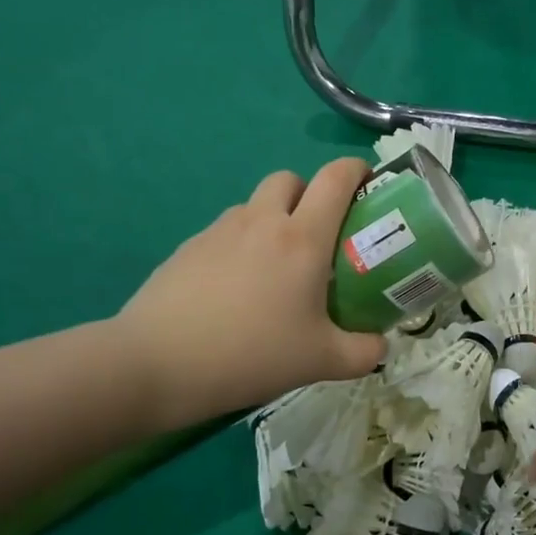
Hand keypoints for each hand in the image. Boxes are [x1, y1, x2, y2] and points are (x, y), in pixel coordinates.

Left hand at [115, 159, 385, 431]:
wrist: (154, 365)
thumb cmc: (250, 354)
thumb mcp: (320, 361)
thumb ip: (362, 352)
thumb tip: (381, 347)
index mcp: (302, 238)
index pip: (336, 178)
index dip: (356, 169)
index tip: (368, 183)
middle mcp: (262, 222)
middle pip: (290, 179)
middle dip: (310, 193)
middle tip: (318, 233)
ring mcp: (219, 232)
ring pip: (255, 204)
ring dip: (273, 218)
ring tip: (275, 267)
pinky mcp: (187, 249)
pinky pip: (225, 231)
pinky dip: (241, 244)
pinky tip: (236, 290)